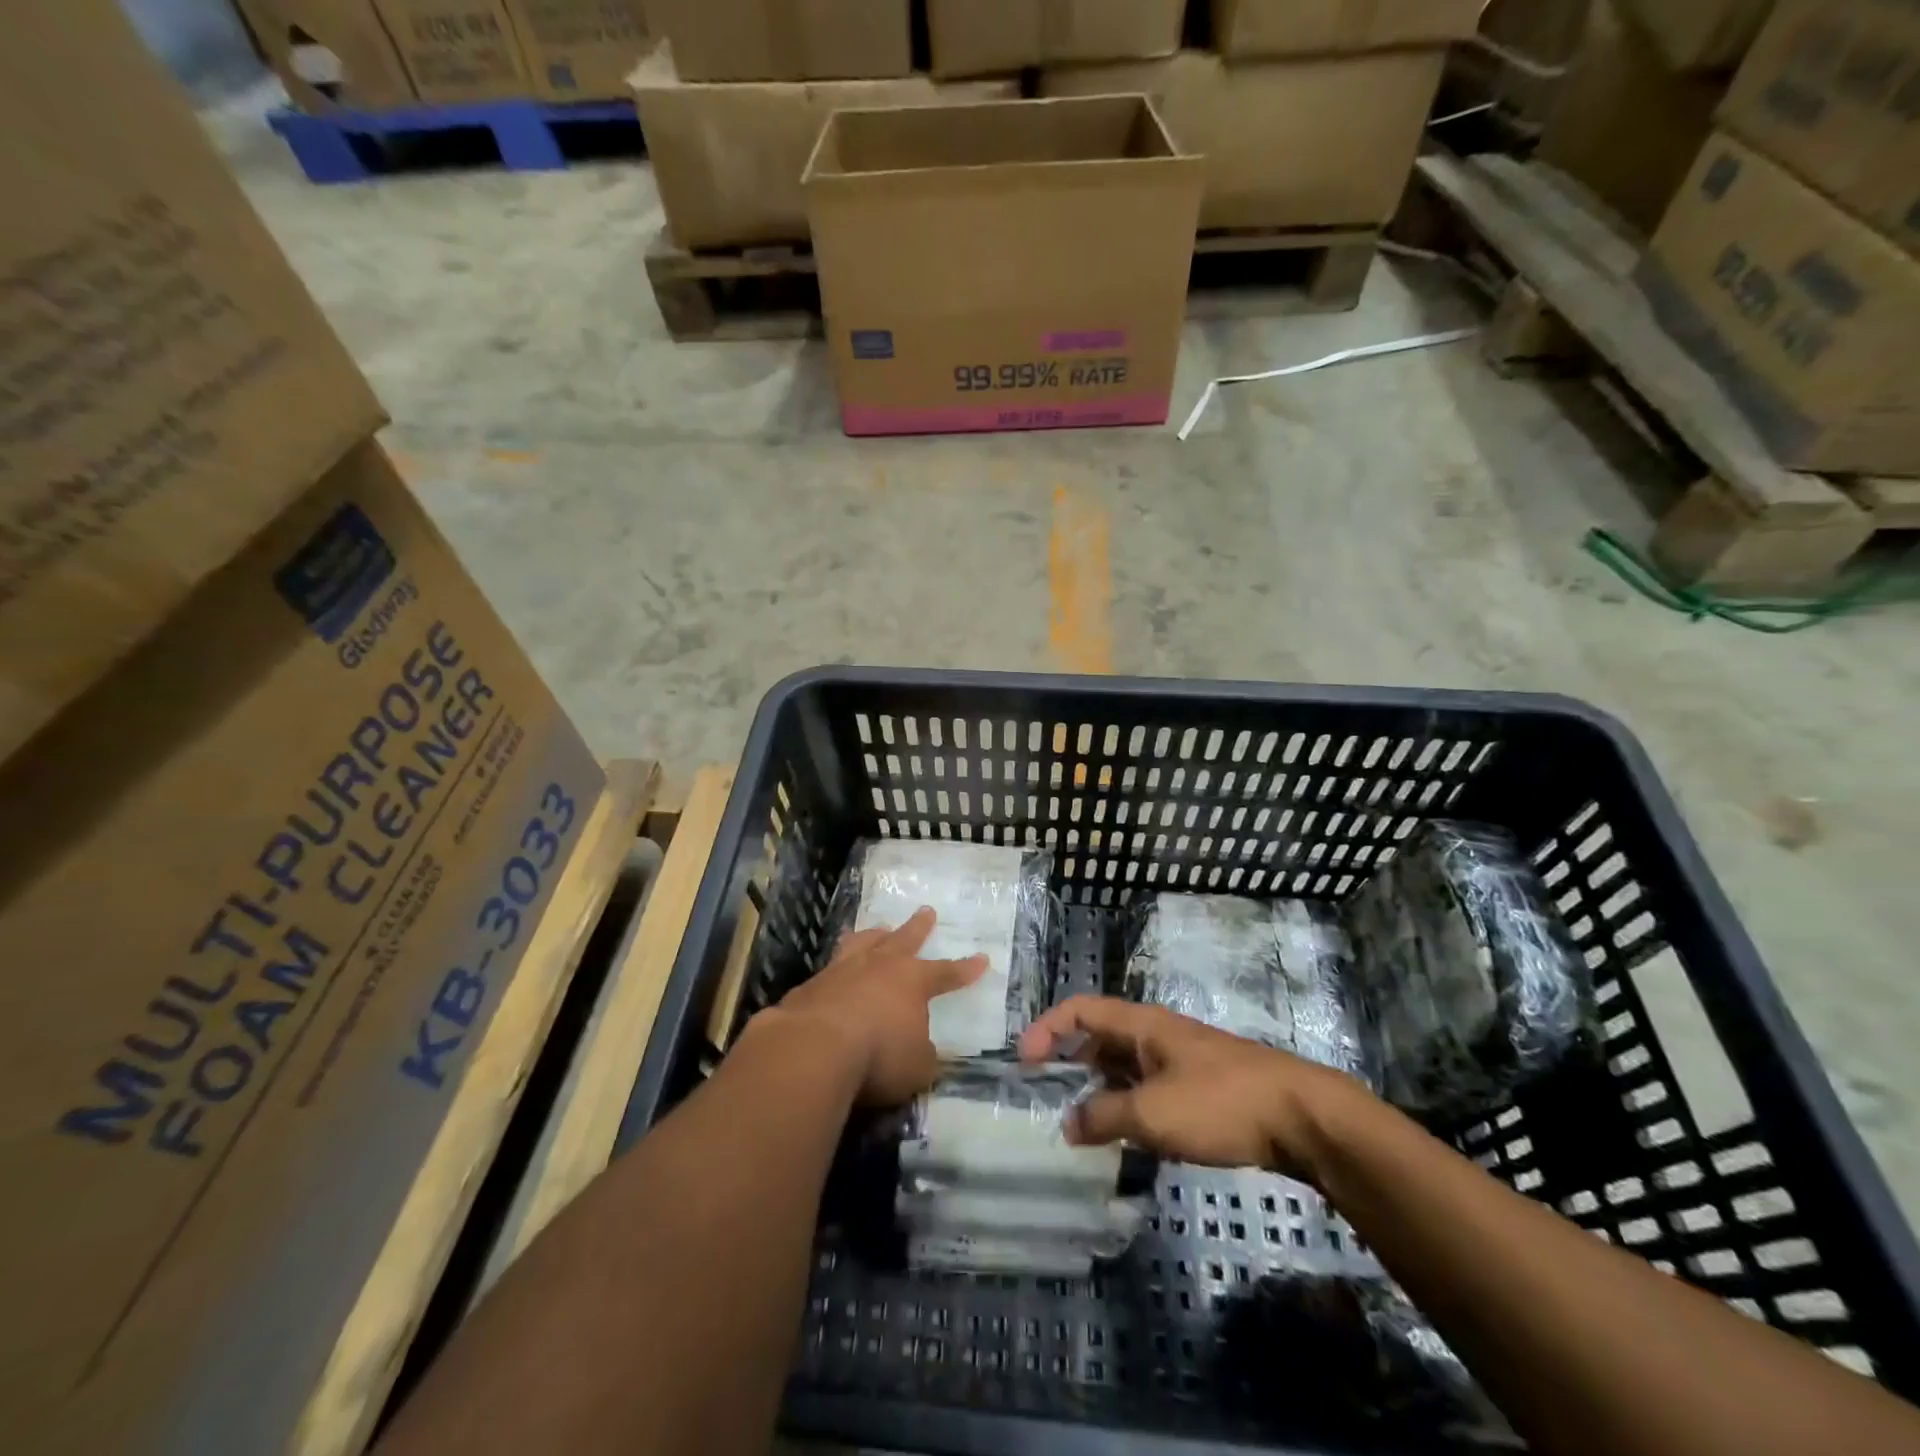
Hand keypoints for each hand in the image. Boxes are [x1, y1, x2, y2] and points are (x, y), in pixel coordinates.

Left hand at [773, 907, 986, 1105]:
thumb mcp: (917, 1067)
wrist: (813, 1048)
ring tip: (877, 928)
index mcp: (912, 981)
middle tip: (926, 911)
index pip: (946, 972)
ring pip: (862, 943)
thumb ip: (923, 1056)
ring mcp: (841, 971)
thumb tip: (923, 1050)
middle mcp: (879, 966)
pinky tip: (832, 973)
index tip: (981, 959)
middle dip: (918, 927)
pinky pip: (830, 968)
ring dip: (872, 935)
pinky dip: (837, 967)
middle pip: (903, 939)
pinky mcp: (811, 985)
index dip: (965, 969)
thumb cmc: (878, 1055)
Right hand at [1018, 995, 1366, 1180]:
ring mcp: (1181, 1059)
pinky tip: (1127, 1136)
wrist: (1302, 1116)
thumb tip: (1068, 1124)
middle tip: (1046, 1096)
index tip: (1024, 1062)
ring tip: (1080, 1124)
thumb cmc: (1219, 1103)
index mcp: (1141, 1024)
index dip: (1047, 1028)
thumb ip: (1103, 1117)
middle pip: (1100, 1036)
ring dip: (1099, 1088)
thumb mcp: (1151, 1113)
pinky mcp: (1202, 1086)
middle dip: (1070, 1062)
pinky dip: (1129, 1104)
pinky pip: (1150, 1087)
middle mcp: (1157, 1033)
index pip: (1080, 1010)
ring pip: (1126, 1066)